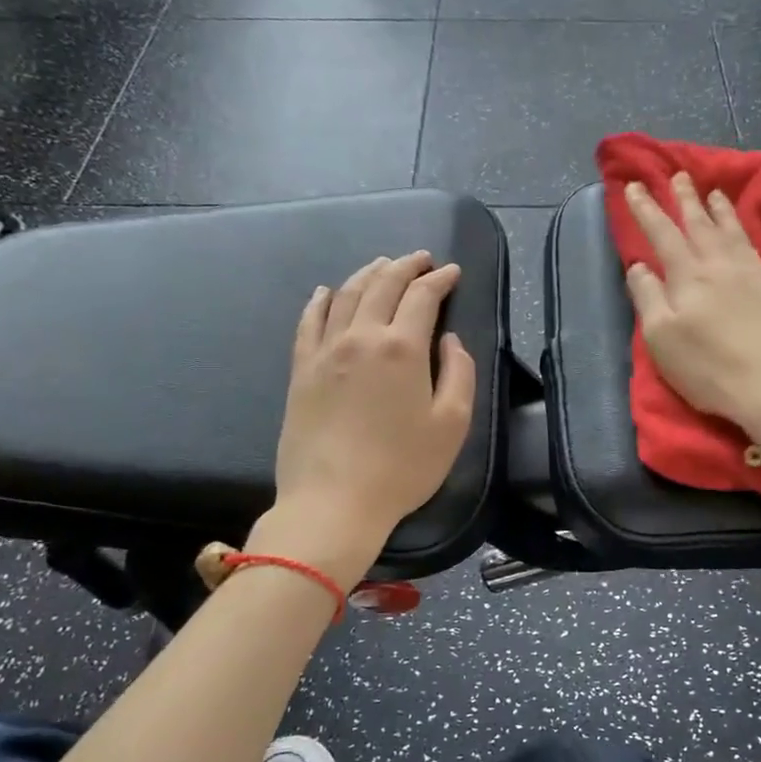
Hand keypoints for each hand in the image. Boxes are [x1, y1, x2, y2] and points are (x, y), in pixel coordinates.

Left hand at [270, 252, 475, 560]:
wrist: (333, 501)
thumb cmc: (402, 467)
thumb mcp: (452, 425)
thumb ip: (459, 374)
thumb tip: (449, 340)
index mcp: (402, 347)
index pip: (422, 297)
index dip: (440, 280)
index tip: (452, 272)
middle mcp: (361, 337)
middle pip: (382, 286)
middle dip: (405, 267)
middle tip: (420, 259)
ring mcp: (325, 351)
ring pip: (346, 295)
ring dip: (367, 274)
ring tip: (382, 266)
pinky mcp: (302, 370)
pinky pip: (309, 321)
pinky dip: (321, 300)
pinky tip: (327, 292)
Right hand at [623, 174, 760, 443]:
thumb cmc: (711, 370)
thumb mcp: (662, 340)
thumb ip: (648, 298)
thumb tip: (639, 265)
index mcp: (687, 277)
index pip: (661, 234)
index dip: (646, 209)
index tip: (635, 186)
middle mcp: (721, 265)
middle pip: (700, 225)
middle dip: (686, 199)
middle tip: (679, 176)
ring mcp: (758, 271)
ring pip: (736, 230)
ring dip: (723, 209)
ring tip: (715, 192)